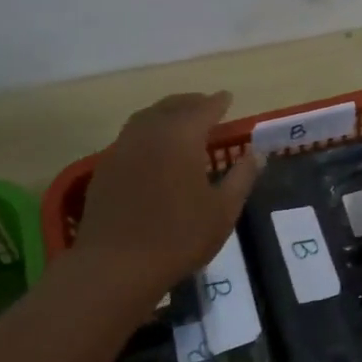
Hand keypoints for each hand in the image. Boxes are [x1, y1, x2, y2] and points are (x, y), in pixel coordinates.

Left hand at [75, 92, 258, 297]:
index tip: (228, 97)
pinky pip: (130, 137)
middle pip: (172, 106)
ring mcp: (122, 148)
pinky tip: (153, 150)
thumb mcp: (223, 210)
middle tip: (205, 105)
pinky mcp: (105, 167)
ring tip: (179, 122)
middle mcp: (149, 132)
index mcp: (181, 135)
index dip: (218, 102)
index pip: (204, 108)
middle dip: (191, 103)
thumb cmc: (179, 236)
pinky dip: (147, 132)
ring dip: (166, 113)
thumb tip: (256, 153)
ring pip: (146, 118)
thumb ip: (242, 177)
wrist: (116, 264)